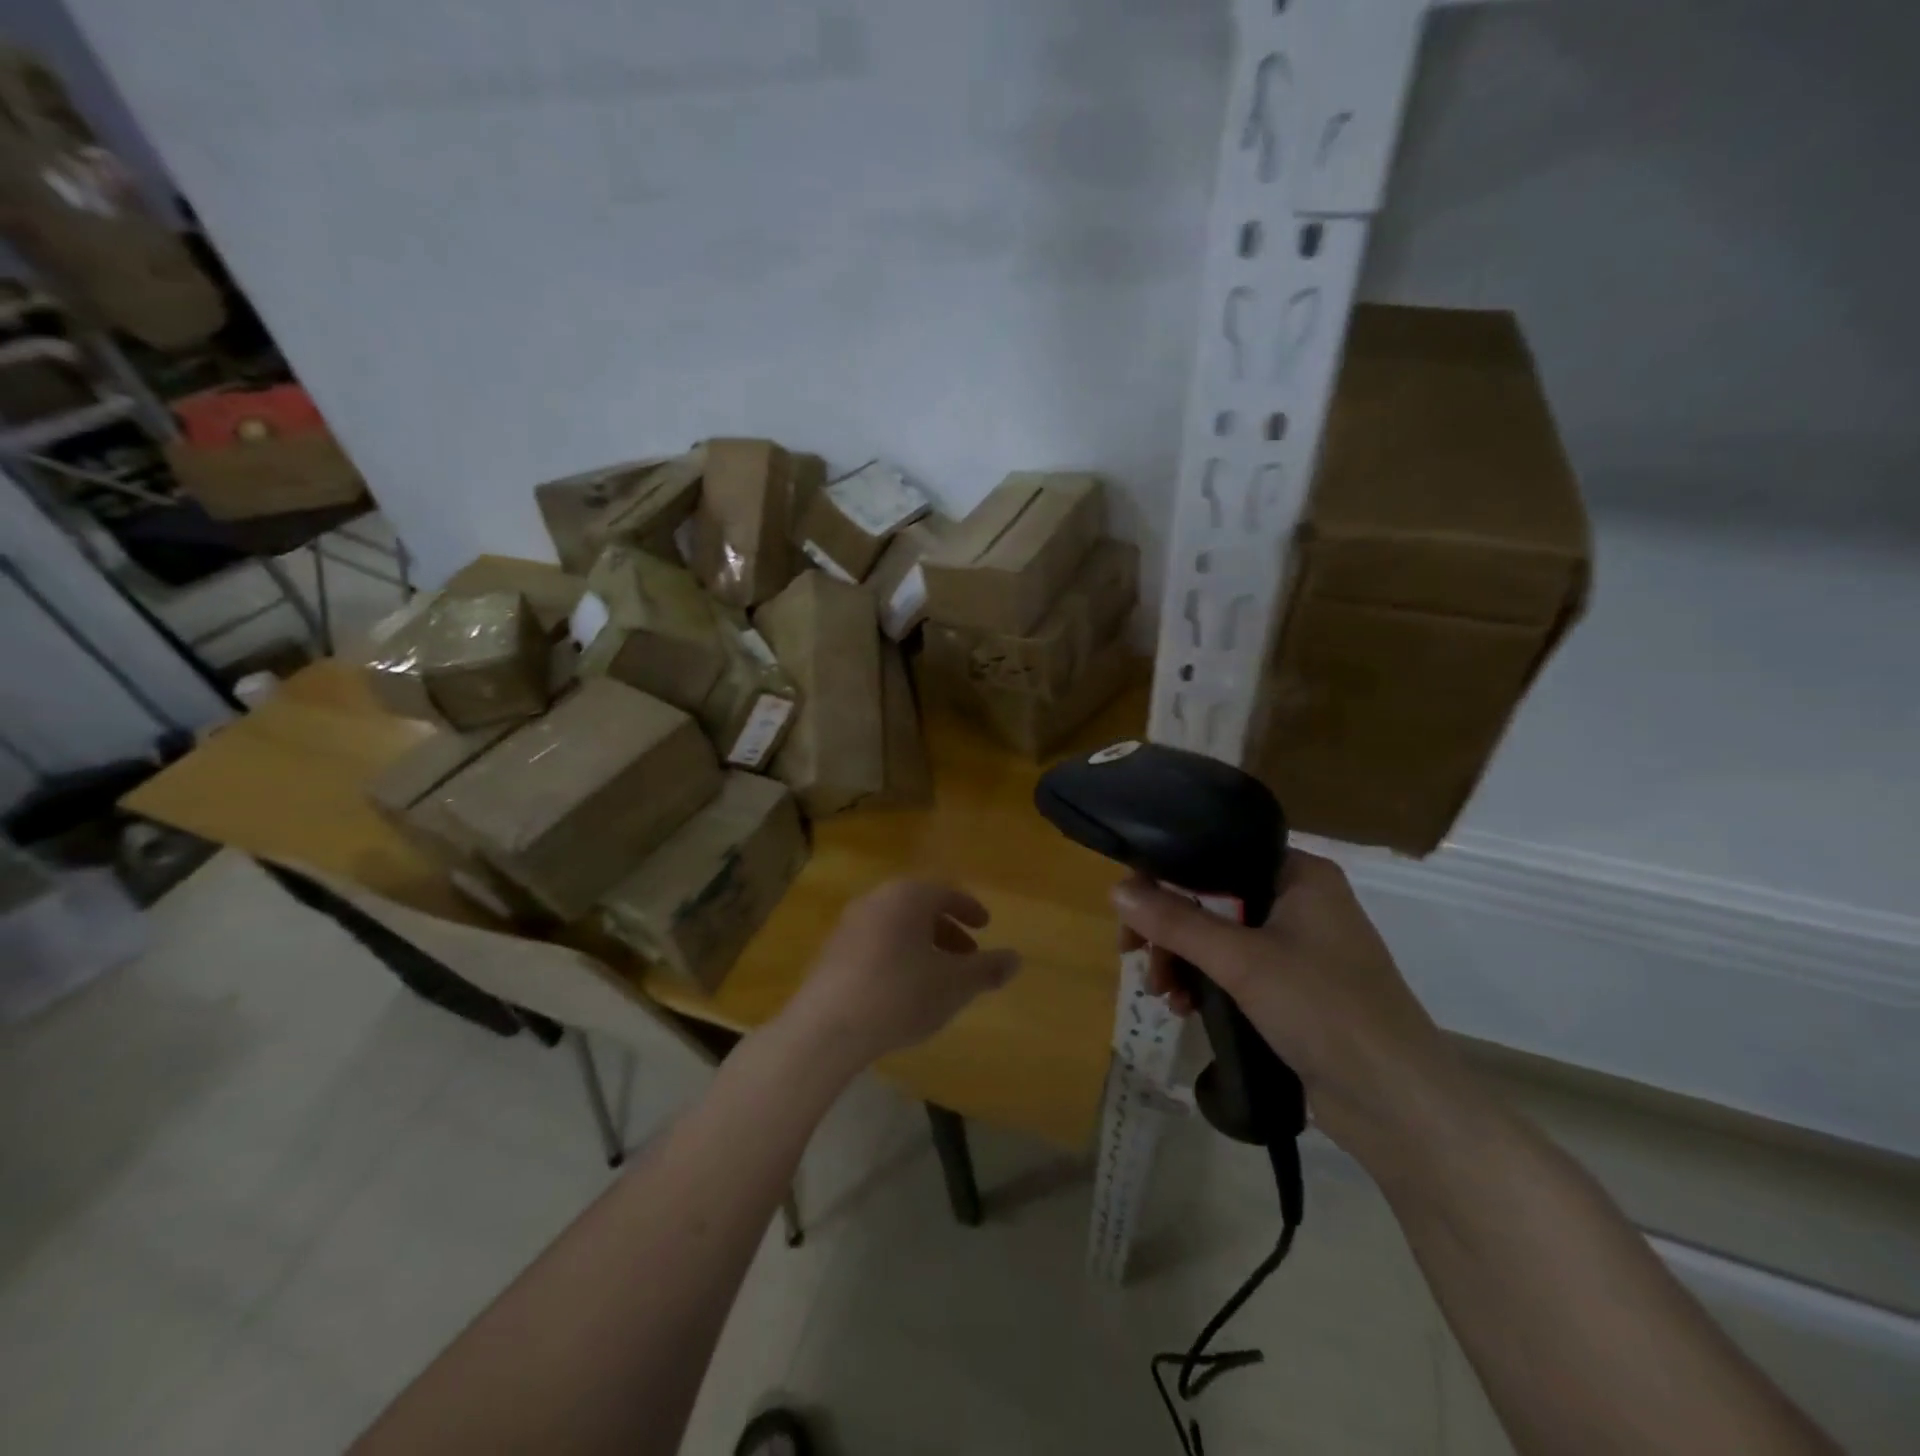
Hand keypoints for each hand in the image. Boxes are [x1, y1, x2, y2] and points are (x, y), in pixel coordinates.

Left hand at [783, 879, 1021, 1069]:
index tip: (985, 927)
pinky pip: (874, 943)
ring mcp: (849, 925)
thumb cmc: (900, 994)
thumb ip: (987, 969)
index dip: (970, 909)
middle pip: (919, 907)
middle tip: (967, 955)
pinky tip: (903, 989)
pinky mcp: (831, 952)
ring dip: (922, 944)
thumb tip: (1016, 958)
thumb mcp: (955, 985)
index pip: (946, 892)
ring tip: (938, 976)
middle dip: (947, 929)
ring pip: (896, 926)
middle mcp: (876, 900)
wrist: (827, 1027)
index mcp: (908, 897)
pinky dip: (896, 956)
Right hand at [1111, 851, 1461, 1159]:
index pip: (1217, 854)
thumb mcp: (1241, 960)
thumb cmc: (1324, 1010)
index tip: (1131, 910)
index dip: (1168, 876)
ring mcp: (1300, 947)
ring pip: (1220, 937)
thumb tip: (1115, 889)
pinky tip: (1186, 1008)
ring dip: (1184, 960)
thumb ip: (1176, 921)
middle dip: (1171, 930)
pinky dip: (1207, 983)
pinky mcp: (1296, 989)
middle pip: (1213, 898)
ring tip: (1164, 995)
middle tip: (1137, 958)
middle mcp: (1300, 901)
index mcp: (1299, 874)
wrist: (1398, 1104)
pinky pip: (1236, 970)